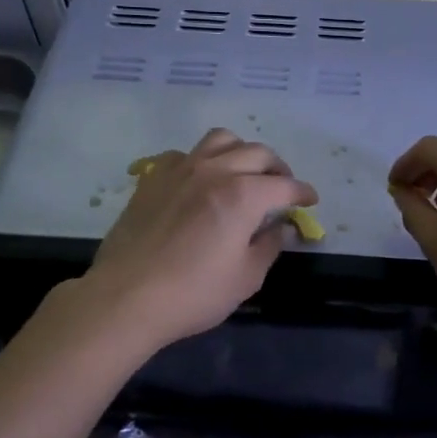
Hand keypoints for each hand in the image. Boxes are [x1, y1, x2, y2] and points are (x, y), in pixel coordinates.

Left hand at [79, 128, 317, 351]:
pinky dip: (201, 161)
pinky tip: (200, 180)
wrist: (126, 297)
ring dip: (241, 152)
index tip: (310, 201)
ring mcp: (180, 170)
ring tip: (244, 172)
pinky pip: (183, 154)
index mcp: (243, 195)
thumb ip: (270, 245)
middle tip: (281, 188)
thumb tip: (281, 227)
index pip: (285, 186)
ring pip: (221, 140)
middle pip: (257, 153)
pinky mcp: (153, 178)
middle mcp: (215, 171)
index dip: (302, 193)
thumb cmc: (194, 294)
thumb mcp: (246, 278)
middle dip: (277, 169)